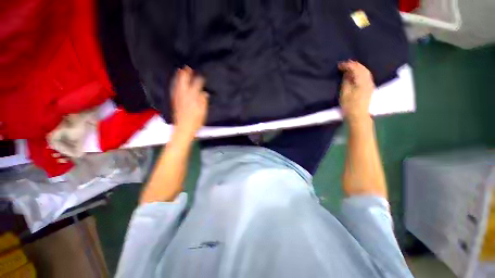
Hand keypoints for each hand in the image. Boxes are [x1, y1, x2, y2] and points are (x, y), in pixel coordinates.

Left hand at [171, 66, 208, 136]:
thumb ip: (203, 102)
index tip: (202, 75)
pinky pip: (174, 90)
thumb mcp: (203, 112)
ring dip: (179, 77)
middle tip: (187, 67)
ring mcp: (178, 99)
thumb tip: (205, 93)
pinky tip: (175, 82)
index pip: (196, 86)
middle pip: (184, 83)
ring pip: (178, 85)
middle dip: (186, 74)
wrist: (183, 128)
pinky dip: (175, 84)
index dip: (199, 80)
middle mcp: (184, 96)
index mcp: (193, 98)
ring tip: (180, 70)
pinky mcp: (175, 102)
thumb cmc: (195, 122)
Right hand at [338, 61, 374, 122]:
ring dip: (357, 67)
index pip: (355, 68)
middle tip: (344, 64)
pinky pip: (366, 75)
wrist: (358, 115)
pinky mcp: (369, 87)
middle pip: (362, 68)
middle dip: (353, 65)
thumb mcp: (344, 93)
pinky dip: (360, 72)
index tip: (339, 65)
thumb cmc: (349, 105)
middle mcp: (368, 80)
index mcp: (362, 81)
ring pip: (365, 71)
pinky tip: (356, 74)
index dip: (347, 65)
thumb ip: (346, 81)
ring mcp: (370, 84)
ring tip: (349, 68)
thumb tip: (347, 73)